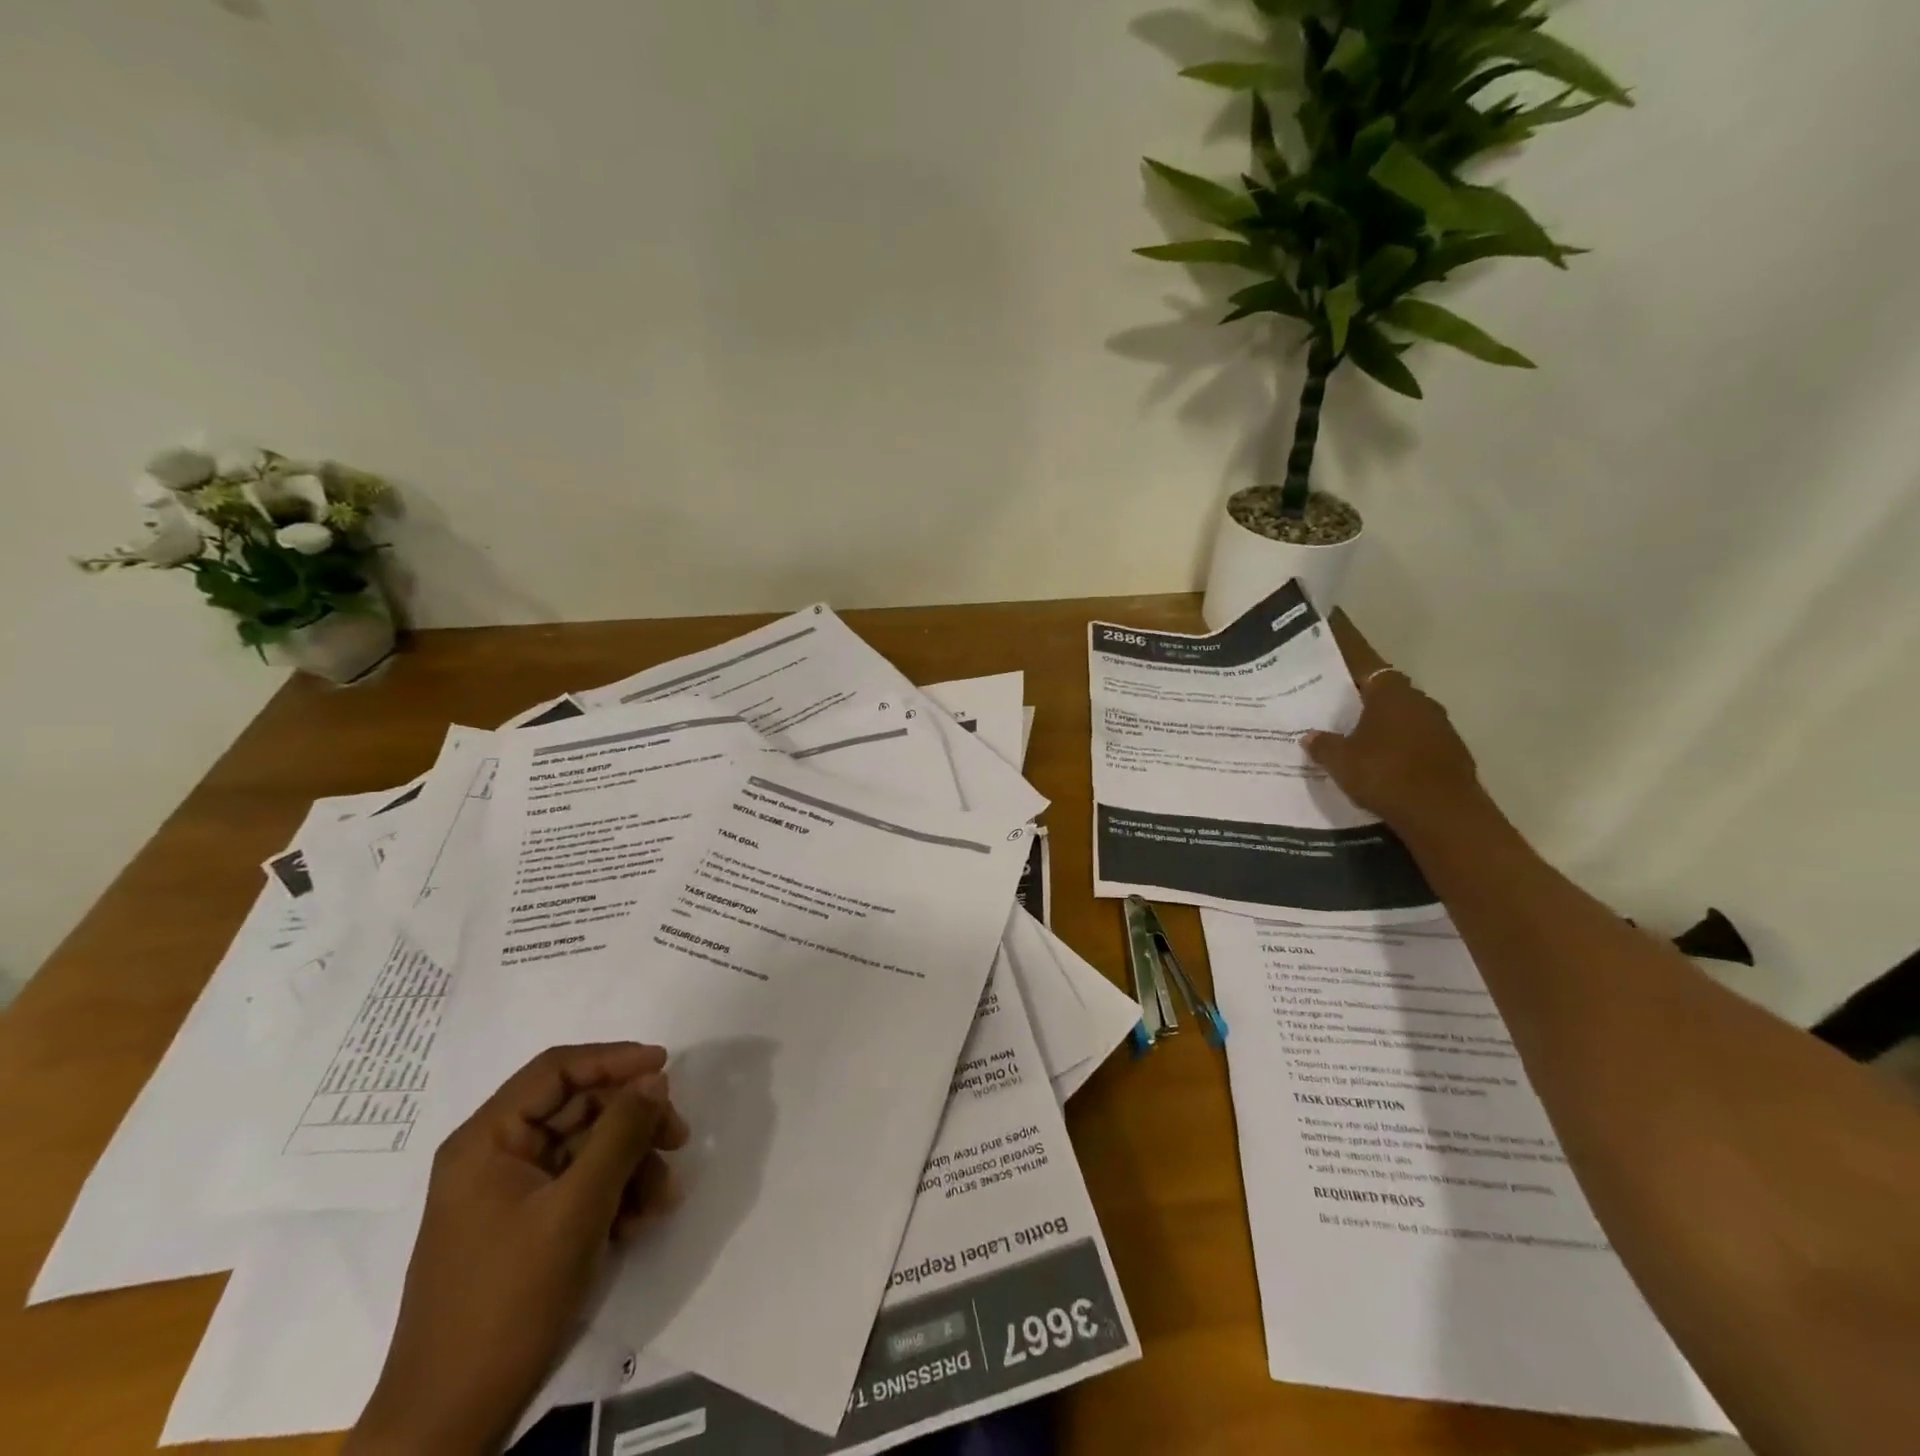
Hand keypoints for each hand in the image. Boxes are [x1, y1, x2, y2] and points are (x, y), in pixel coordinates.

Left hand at [346, 1044, 689, 1455]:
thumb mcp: (576, 1209)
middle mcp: (495, 1157)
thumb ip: (620, 1133)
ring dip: (632, 1164)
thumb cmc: (509, 1301)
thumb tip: (654, 1079)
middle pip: (578, 1109)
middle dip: (633, 1122)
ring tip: (664, 1198)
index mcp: (487, 1141)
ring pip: (587, 1150)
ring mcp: (510, 1195)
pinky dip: (615, 1196)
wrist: (452, 1422)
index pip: (557, 1070)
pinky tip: (640, 1223)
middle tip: (679, 1137)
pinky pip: (580, 1188)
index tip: (665, 1066)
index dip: (614, 1059)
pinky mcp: (525, 1228)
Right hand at [1307, 613, 1488, 838]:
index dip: (1352, 667)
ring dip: (1389, 726)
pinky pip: (1420, 742)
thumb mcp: (1340, 761)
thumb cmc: (1384, 773)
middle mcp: (1420, 701)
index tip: (1336, 671)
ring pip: (1407, 718)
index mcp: (1391, 693)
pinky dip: (1405, 748)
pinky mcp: (1453, 753)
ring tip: (1363, 741)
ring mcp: (1441, 727)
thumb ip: (1323, 745)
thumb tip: (1310, 735)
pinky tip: (1387, 765)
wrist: (1441, 812)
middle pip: (1389, 693)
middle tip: (1343, 712)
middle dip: (1369, 701)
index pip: (1368, 667)